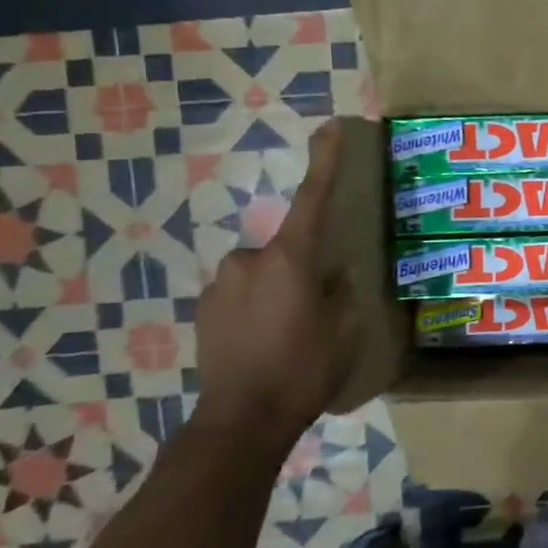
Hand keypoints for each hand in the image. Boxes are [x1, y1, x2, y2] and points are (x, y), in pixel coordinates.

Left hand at [192, 120, 357, 450]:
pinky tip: (265, 345)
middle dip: (301, 271)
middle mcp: (248, 261)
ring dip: (277, 293)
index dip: (324, 162)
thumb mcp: (344, 330)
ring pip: (261, 275)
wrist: (241, 420)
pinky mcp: (203, 311)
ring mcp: (220, 286)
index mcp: (289, 260)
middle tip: (316, 311)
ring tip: (289, 336)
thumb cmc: (304, 370)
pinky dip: (256, 310)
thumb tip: (333, 273)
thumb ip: (341, 292)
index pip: (312, 200)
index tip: (329, 127)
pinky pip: (241, 296)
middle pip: (285, 250)